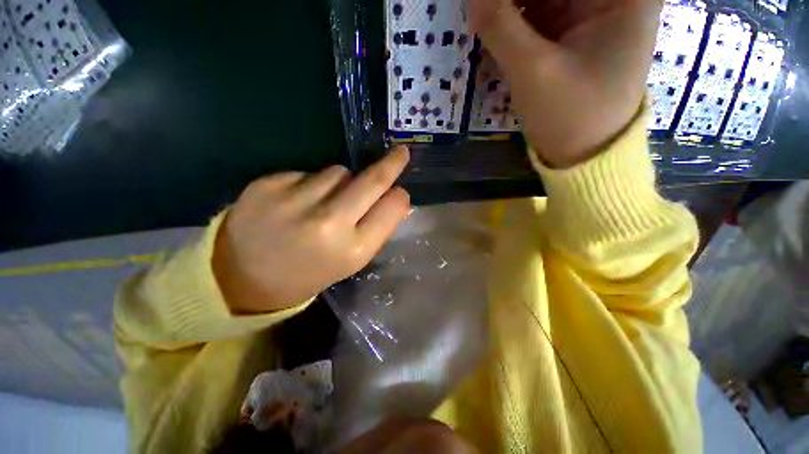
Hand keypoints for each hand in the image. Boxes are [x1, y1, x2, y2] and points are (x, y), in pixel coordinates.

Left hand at [213, 147, 410, 313]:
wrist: (242, 278)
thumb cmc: (308, 272)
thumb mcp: (350, 261)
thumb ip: (377, 229)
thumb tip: (398, 200)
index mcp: (353, 249)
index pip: (392, 208)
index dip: (399, 197)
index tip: (400, 190)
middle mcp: (328, 223)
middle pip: (371, 180)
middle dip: (391, 164)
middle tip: (400, 153)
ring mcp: (295, 200)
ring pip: (339, 171)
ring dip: (342, 181)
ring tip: (323, 202)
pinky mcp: (268, 184)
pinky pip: (308, 172)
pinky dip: (311, 183)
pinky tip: (297, 201)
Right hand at [469, 0, 661, 167]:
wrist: (584, 158)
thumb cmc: (571, 117)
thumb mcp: (533, 71)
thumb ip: (500, 26)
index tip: (489, 4)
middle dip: (514, 0)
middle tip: (483, 11)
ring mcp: (592, 17)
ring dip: (511, 8)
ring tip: (487, 19)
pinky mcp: (573, 37)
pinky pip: (540, 15)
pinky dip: (515, 20)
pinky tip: (495, 27)